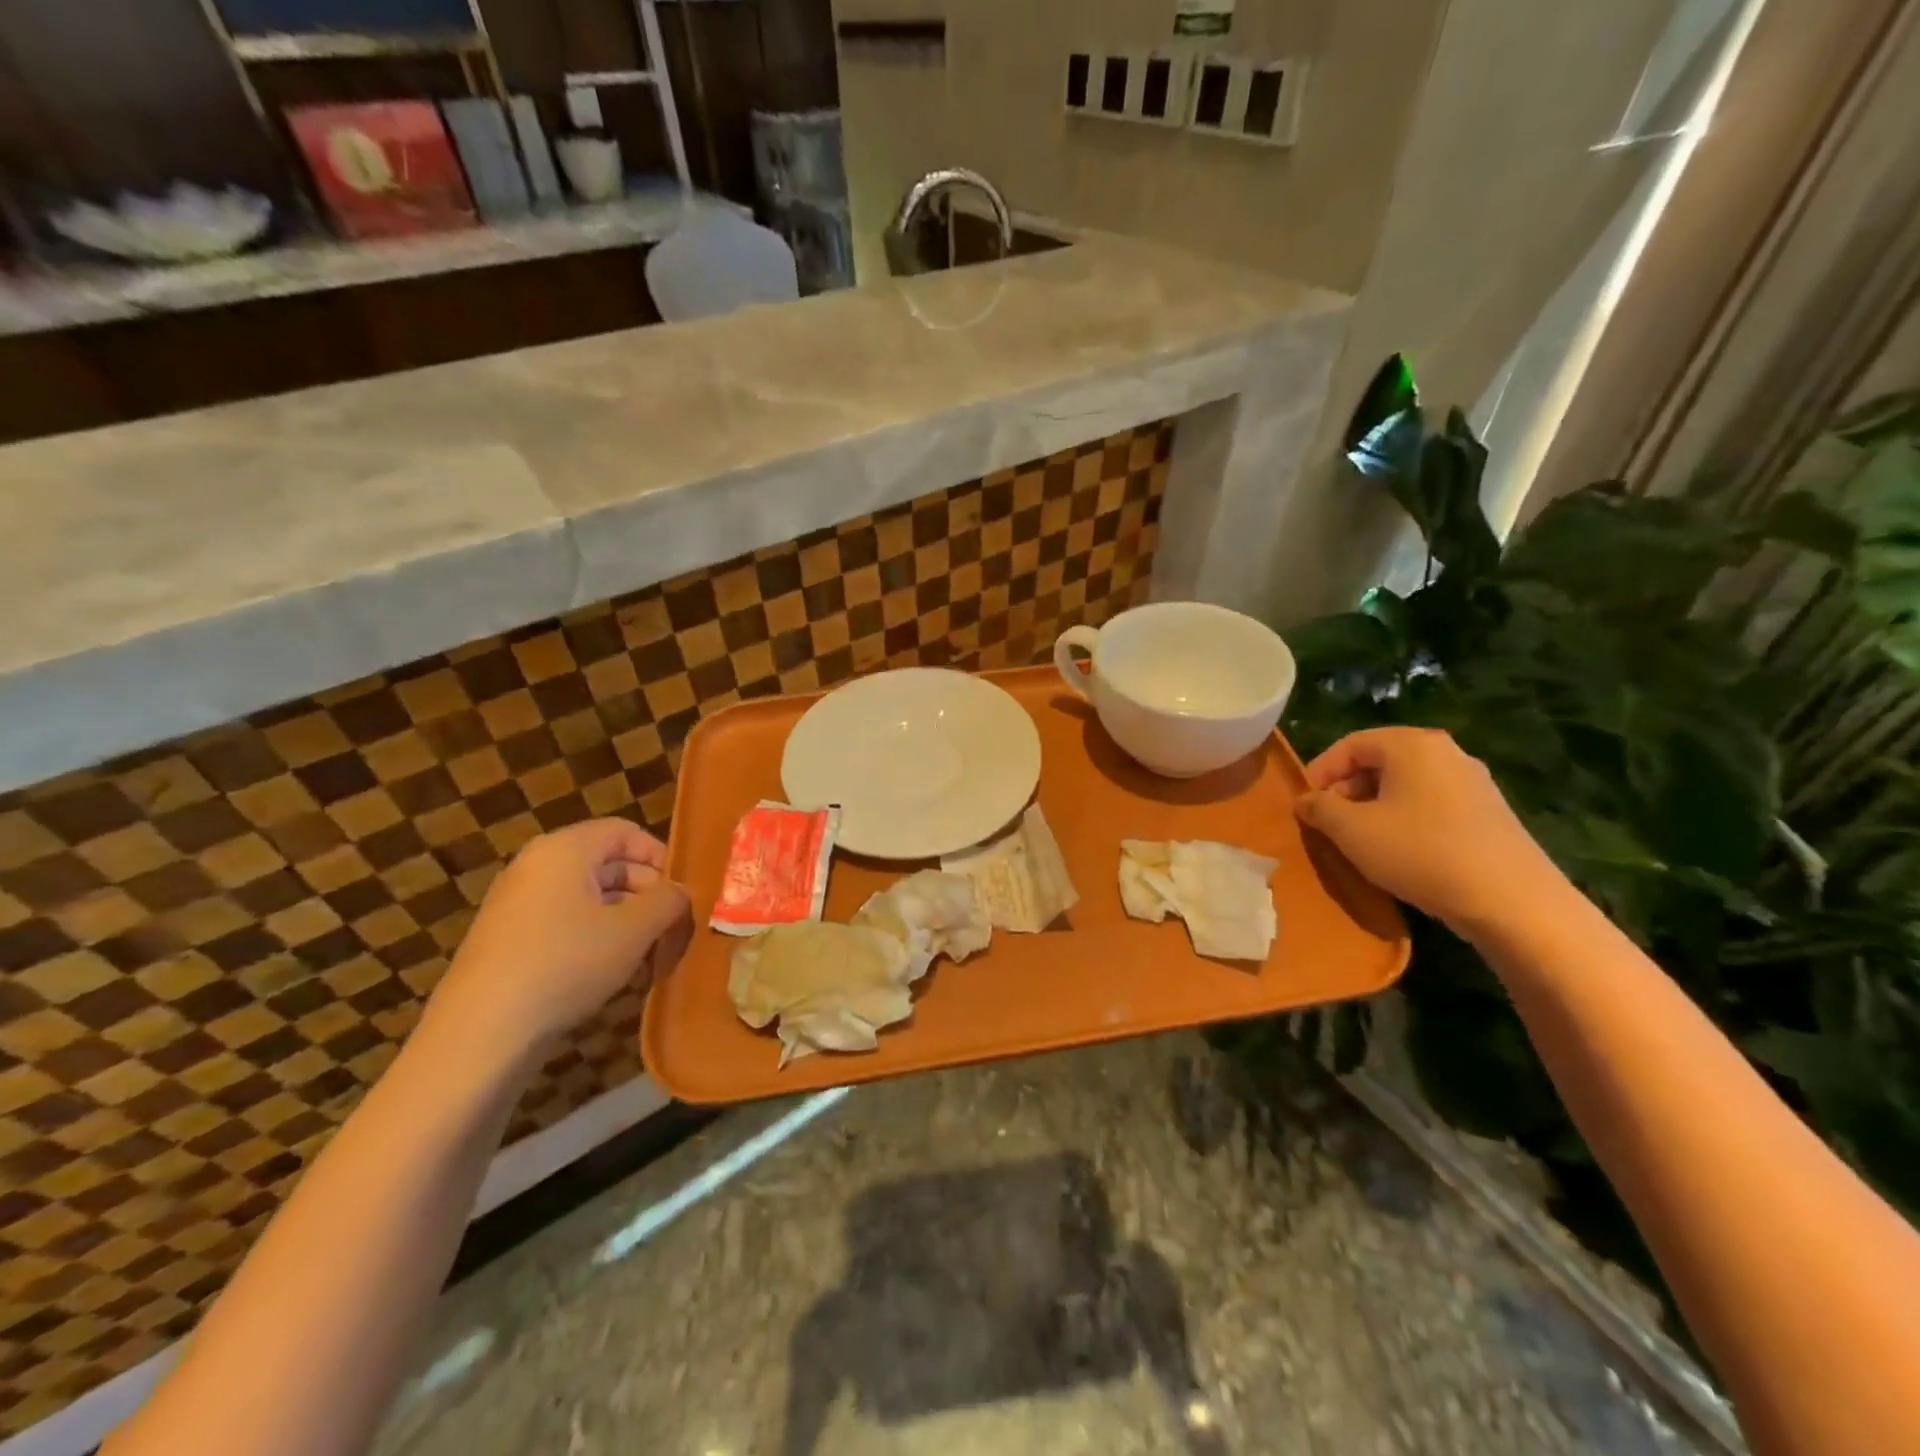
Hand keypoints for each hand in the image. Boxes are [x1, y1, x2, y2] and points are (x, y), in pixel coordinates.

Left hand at [424, 819, 690, 1065]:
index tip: (684, 893)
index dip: (662, 857)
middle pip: (608, 863)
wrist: (481, 1034)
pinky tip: (613, 972)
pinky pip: (566, 922)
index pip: (626, 832)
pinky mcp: (508, 940)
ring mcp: (517, 903)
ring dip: (626, 919)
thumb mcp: (635, 930)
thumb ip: (669, 902)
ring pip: (589, 897)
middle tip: (674, 928)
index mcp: (565, 849)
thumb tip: (681, 894)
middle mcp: (537, 865)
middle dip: (647, 893)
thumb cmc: (567, 964)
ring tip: (650, 954)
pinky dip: (596, 937)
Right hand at [1295, 728, 1567, 933]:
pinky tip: (1399, 853)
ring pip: (1405, 785)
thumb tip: (1307, 800)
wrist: (1512, 901)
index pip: (1350, 744)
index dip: (1320, 772)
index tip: (1305, 805)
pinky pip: (1431, 805)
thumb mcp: (1351, 830)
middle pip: (1379, 762)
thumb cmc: (1420, 852)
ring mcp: (1473, 782)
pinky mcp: (1489, 813)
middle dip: (1346, 791)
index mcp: (1411, 745)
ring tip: (1359, 842)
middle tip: (1328, 824)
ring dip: (1374, 808)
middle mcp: (1445, 753)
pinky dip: (1405, 820)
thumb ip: (1320, 808)